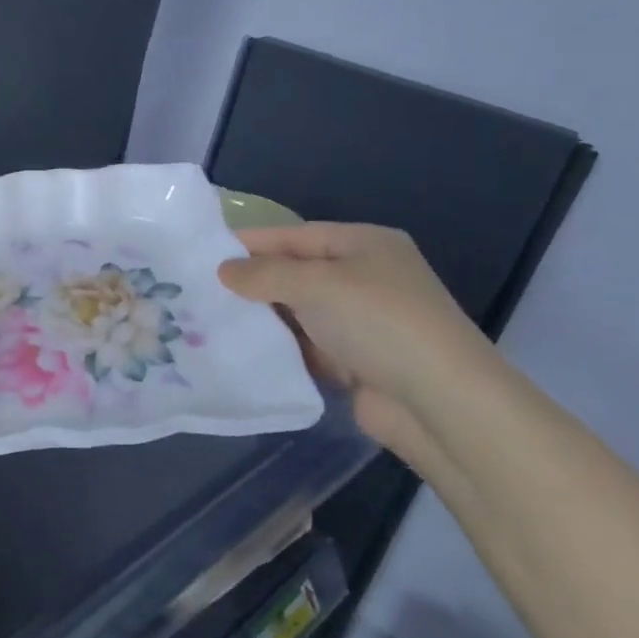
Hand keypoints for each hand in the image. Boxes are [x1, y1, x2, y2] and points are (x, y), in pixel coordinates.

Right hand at [216, 223, 502, 470]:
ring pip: (299, 311)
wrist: (439, 403)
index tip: (202, 253)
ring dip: (263, 317)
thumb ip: (263, 274)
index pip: (295, 235)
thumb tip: (223, 270)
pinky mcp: (357, 361)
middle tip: (199, 289)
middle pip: (296, 272)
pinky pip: (307, 345)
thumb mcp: (314, 284)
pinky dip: (280, 347)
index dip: (251, 243)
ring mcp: (363, 321)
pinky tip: (244, 350)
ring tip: (210, 319)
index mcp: (364, 244)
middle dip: (253, 282)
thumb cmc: (378, 322)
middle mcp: (365, 277)